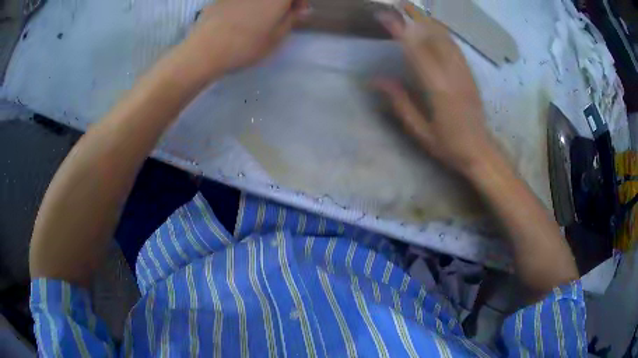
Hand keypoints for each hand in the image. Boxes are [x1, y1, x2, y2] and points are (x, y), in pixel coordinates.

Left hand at [180, 0, 307, 77]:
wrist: (205, 50)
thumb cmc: (246, 45)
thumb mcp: (277, 37)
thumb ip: (291, 19)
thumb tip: (299, 9)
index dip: (300, 1)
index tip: (299, 13)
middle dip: (281, 3)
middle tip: (280, 16)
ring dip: (263, 4)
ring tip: (260, 19)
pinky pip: (240, 1)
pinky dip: (246, 5)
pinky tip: (240, 19)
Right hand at [375, 9, 497, 175]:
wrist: (481, 152)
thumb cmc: (449, 146)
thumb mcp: (420, 131)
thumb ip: (400, 103)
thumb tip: (377, 80)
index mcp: (439, 90)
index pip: (416, 52)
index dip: (400, 30)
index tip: (384, 15)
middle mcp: (453, 75)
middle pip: (433, 38)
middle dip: (415, 17)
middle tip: (398, 2)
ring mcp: (464, 73)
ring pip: (446, 39)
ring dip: (429, 20)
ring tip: (413, 8)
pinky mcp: (470, 74)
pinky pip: (455, 47)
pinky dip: (442, 32)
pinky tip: (435, 26)